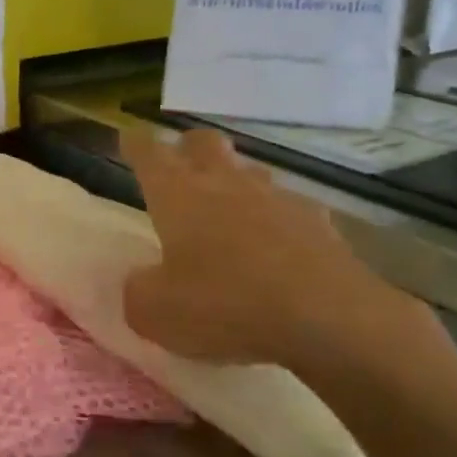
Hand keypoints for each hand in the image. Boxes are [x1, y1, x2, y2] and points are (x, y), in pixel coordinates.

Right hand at [120, 125, 446, 380]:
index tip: (128, 138)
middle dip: (188, 148)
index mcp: (178, 195)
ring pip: (250, 171)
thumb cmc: (225, 305)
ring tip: (229, 209)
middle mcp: (225, 184)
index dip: (135, 144)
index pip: (148, 153)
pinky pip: (290, 208)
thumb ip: (138, 292)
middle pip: (204, 143)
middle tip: (180, 167)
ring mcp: (277, 199)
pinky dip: (277, 220)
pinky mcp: (319, 222)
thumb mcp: (156, 312)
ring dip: (235, 181)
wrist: (328, 318)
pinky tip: (277, 246)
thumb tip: (143, 281)